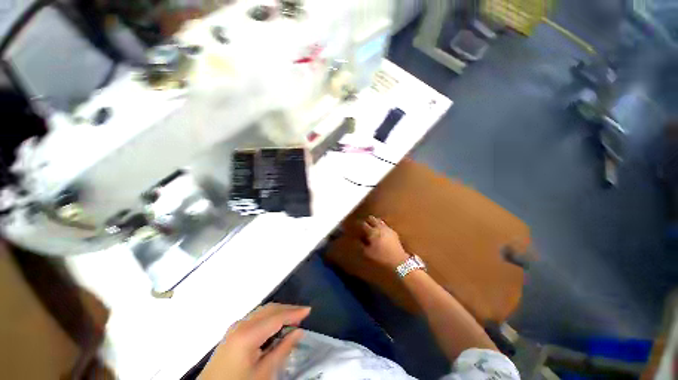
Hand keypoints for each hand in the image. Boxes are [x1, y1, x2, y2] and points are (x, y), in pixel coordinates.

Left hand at [200, 303, 310, 379]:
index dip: (294, 312)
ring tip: (292, 319)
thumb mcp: (264, 372)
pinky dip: (269, 317)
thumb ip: (282, 349)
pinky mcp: (233, 332)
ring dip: (279, 312)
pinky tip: (276, 325)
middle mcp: (241, 324)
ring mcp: (235, 327)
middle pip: (269, 309)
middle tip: (302, 315)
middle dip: (287, 309)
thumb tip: (298, 331)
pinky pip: (256, 317)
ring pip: (263, 311)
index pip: (277, 316)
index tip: (308, 310)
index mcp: (248, 333)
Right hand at [360, 216, 409, 269]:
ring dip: (374, 222)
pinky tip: (380, 231)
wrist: (398, 260)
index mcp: (372, 232)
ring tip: (372, 226)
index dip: (358, 224)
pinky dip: (381, 226)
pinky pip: (385, 225)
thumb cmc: (381, 257)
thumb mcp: (368, 253)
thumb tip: (358, 239)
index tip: (355, 226)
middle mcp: (380, 227)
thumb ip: (362, 244)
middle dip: (367, 220)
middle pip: (372, 219)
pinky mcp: (393, 232)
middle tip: (363, 224)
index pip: (363, 224)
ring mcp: (387, 228)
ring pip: (379, 220)